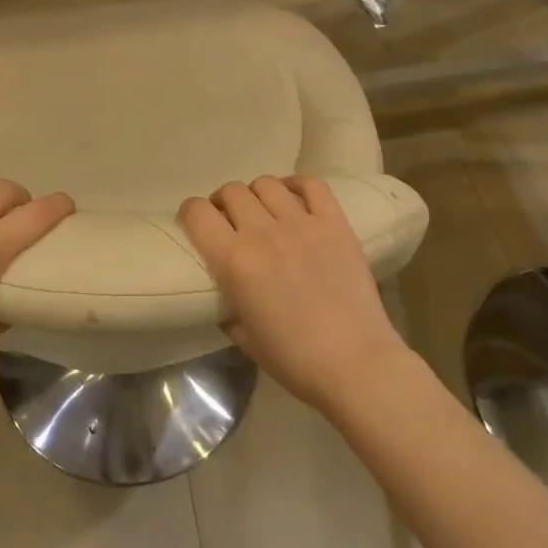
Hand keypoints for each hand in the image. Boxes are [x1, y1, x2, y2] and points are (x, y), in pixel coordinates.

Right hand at [178, 176, 406, 410]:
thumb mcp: (244, 338)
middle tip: (231, 221)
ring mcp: (302, 223)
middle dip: (224, 203)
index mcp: (233, 261)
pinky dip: (296, 184)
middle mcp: (262, 232)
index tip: (196, 223)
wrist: (355, 364)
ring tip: (263, 212)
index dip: (191, 213)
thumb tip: (227, 291)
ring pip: (266, 184)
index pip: (197, 212)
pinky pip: (311, 184)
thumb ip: (228, 307)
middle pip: (232, 191)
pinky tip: (293, 198)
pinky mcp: (334, 223)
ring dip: (257, 195)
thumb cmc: (294, 360)